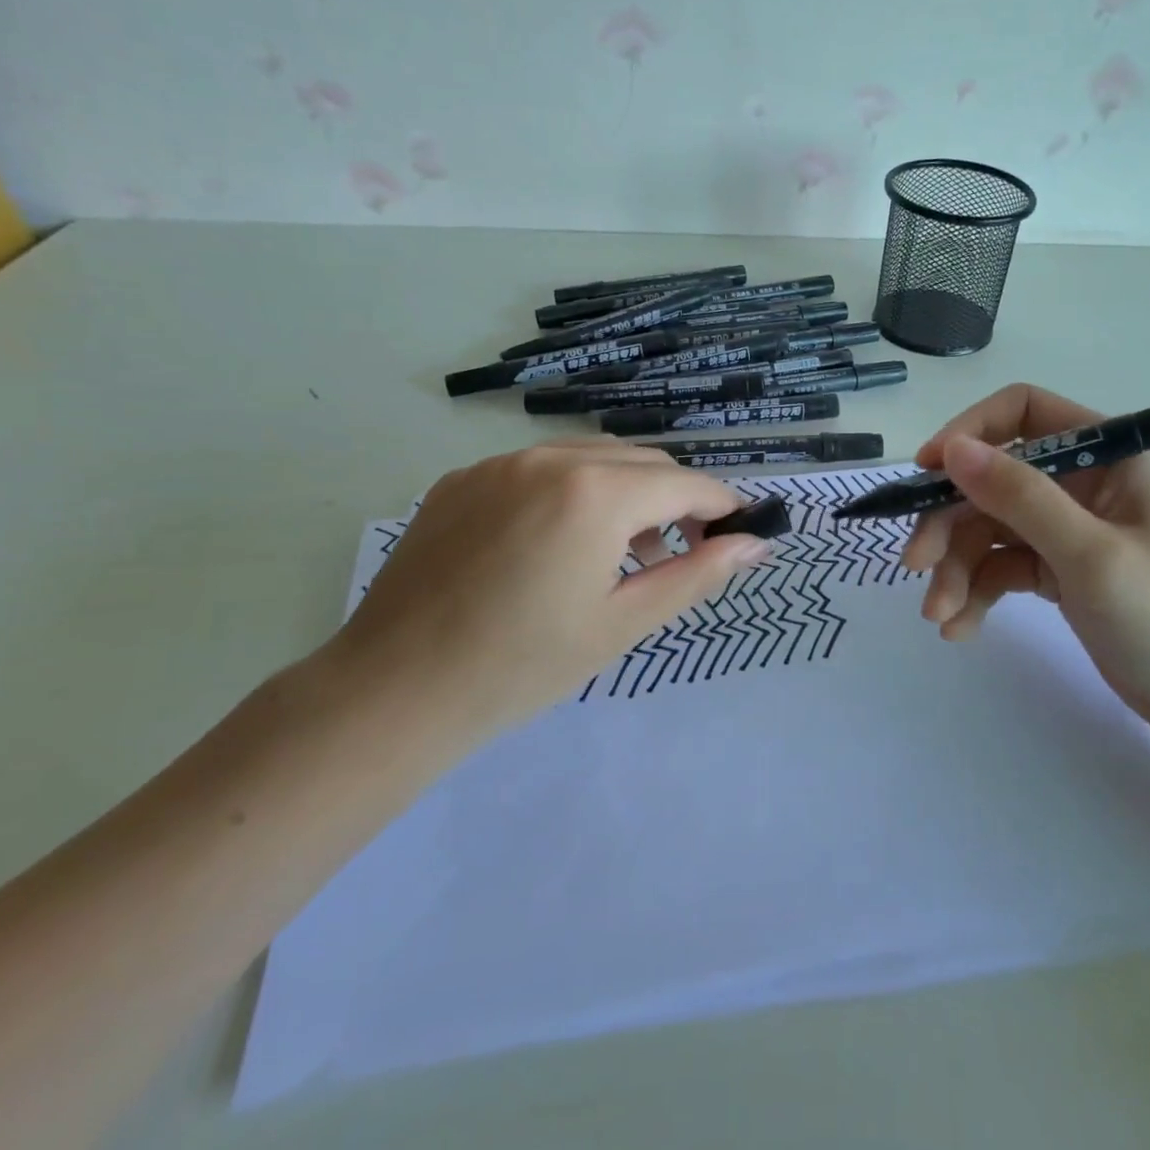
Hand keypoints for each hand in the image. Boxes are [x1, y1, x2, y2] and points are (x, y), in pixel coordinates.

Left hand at [328, 441, 770, 738]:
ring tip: (625, 553)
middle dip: (675, 499)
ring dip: (626, 493)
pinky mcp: (462, 480)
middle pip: (641, 462)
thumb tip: (755, 545)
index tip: (737, 533)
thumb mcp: (623, 623)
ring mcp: (499, 464)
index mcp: (594, 492)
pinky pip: (539, 470)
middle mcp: (549, 458)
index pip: (684, 483)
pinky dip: (572, 492)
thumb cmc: (522, 666)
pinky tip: (559, 544)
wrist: (394, 691)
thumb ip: (697, 575)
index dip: (720, 506)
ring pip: (590, 459)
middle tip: (684, 552)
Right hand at [900, 384, 1149, 752]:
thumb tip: (951, 449)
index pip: (1022, 413)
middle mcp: (1083, 482)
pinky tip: (960, 629)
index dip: (968, 433)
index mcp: (1106, 456)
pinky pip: (1002, 566)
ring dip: (956, 568)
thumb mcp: (1092, 555)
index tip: (926, 472)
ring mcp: (1068, 527)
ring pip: (989, 527)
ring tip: (940, 616)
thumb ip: (1021, 497)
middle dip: (950, 521)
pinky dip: (976, 592)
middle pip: (992, 479)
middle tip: (916, 565)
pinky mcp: (1059, 570)